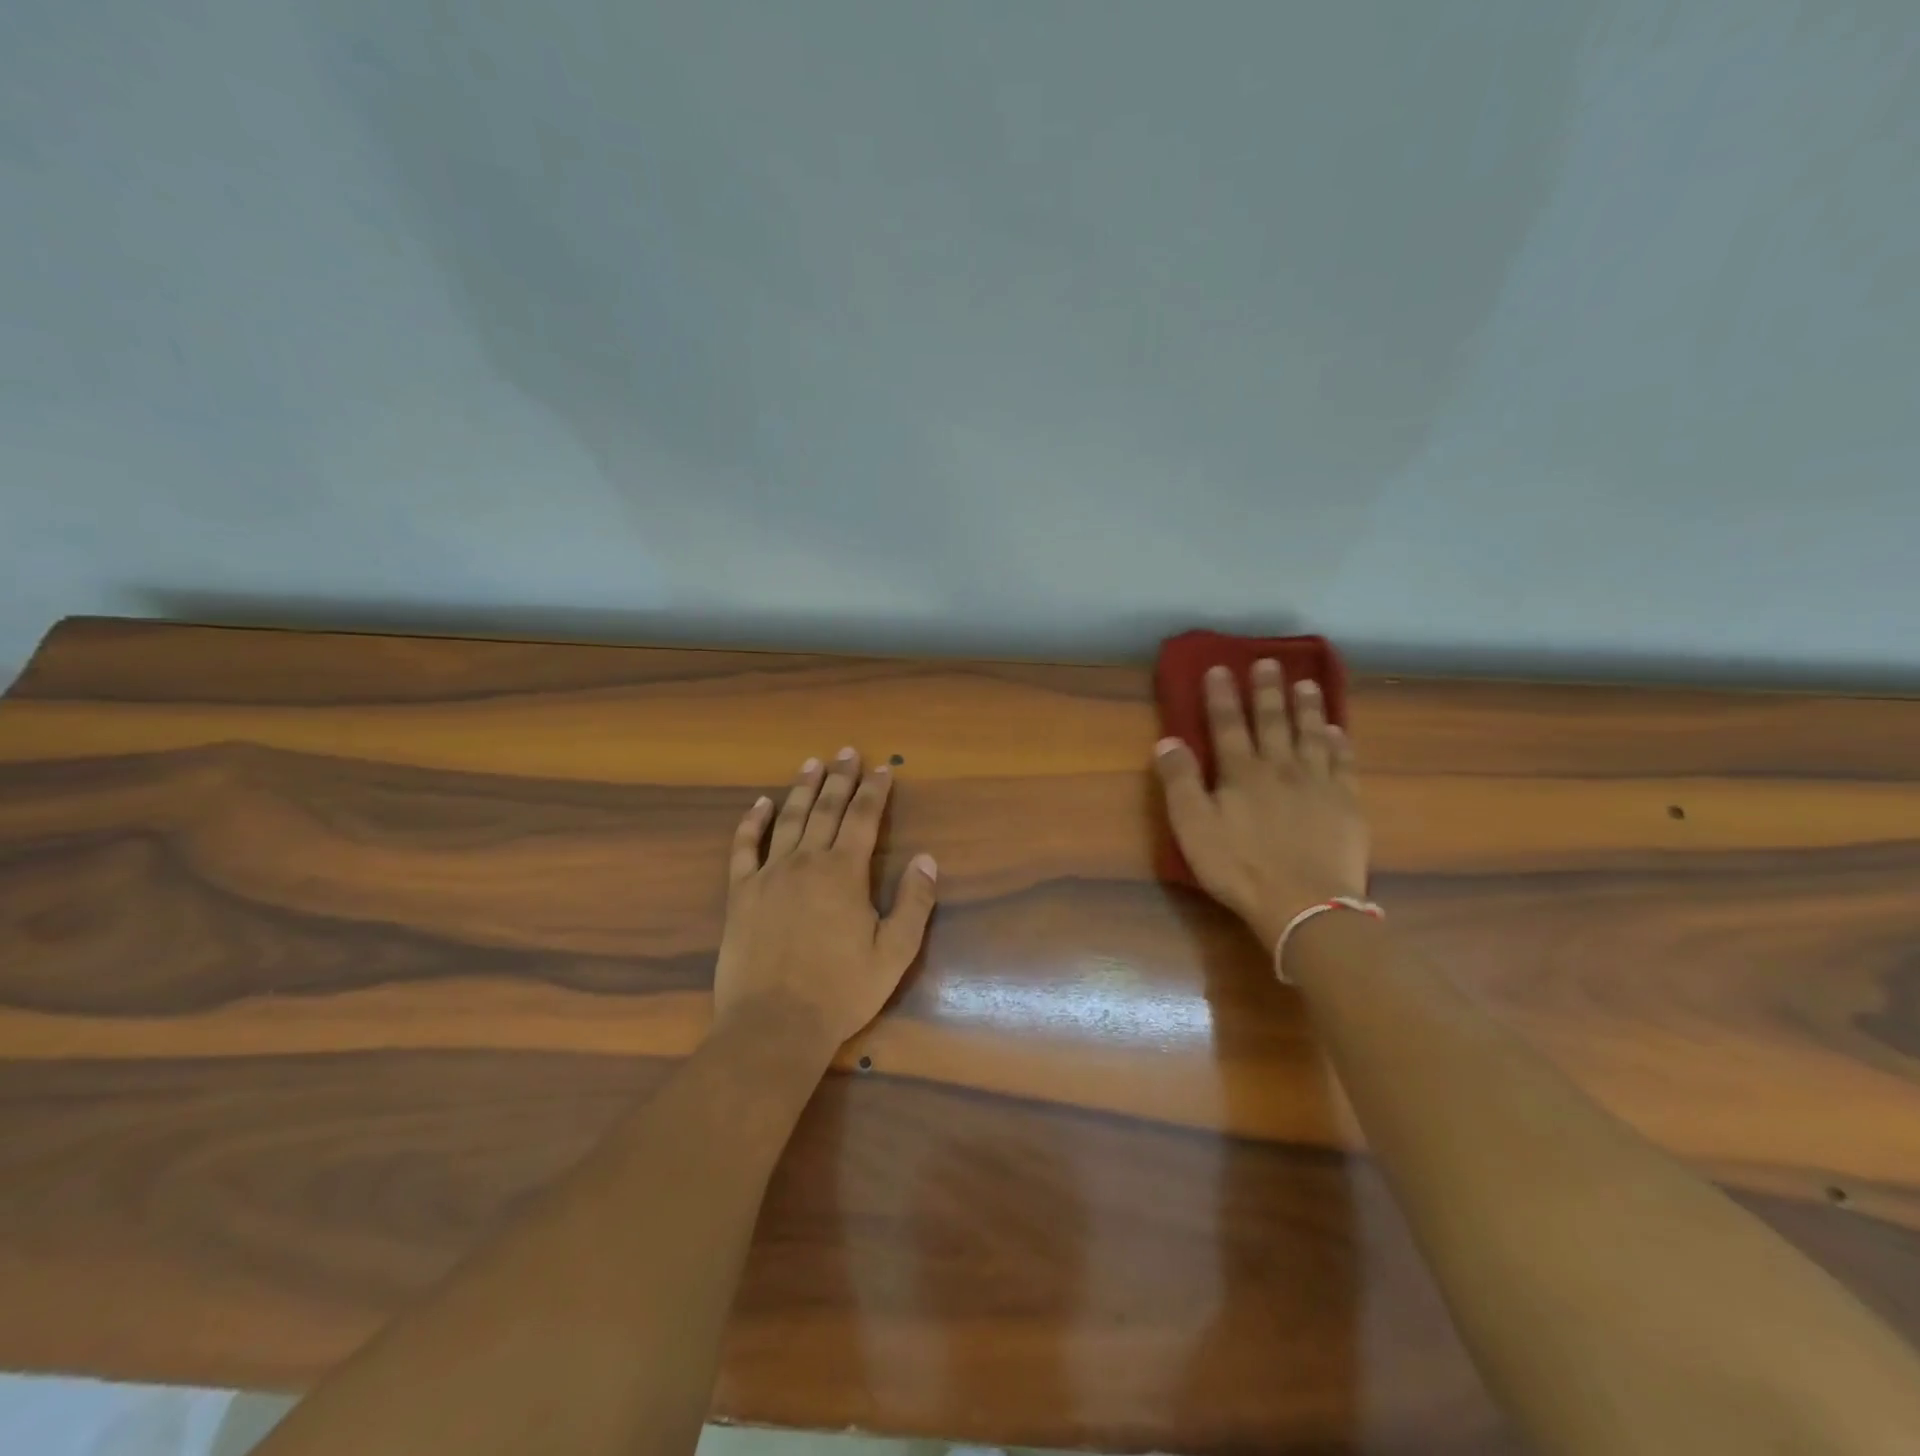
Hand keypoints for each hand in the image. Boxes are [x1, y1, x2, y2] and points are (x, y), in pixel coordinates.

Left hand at [715, 746, 938, 1055]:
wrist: (774, 1024)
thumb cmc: (841, 991)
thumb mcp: (894, 953)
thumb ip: (914, 902)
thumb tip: (926, 858)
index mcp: (844, 873)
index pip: (863, 818)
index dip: (875, 791)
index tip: (883, 768)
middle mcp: (806, 862)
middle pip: (826, 809)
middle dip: (840, 779)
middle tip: (847, 752)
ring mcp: (769, 875)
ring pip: (788, 820)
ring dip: (801, 789)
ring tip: (811, 763)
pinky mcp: (740, 894)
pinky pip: (744, 849)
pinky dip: (751, 824)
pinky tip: (759, 805)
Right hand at [1153, 661, 1368, 950]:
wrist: (1304, 904)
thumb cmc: (1240, 867)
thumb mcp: (1193, 828)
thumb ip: (1180, 782)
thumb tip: (1167, 741)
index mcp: (1241, 773)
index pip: (1227, 724)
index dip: (1221, 695)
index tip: (1219, 667)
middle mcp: (1280, 767)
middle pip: (1272, 721)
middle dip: (1267, 690)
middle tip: (1269, 661)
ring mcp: (1317, 783)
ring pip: (1311, 734)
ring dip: (1306, 707)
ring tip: (1306, 683)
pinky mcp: (1346, 804)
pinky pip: (1343, 763)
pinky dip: (1339, 743)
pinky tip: (1338, 731)